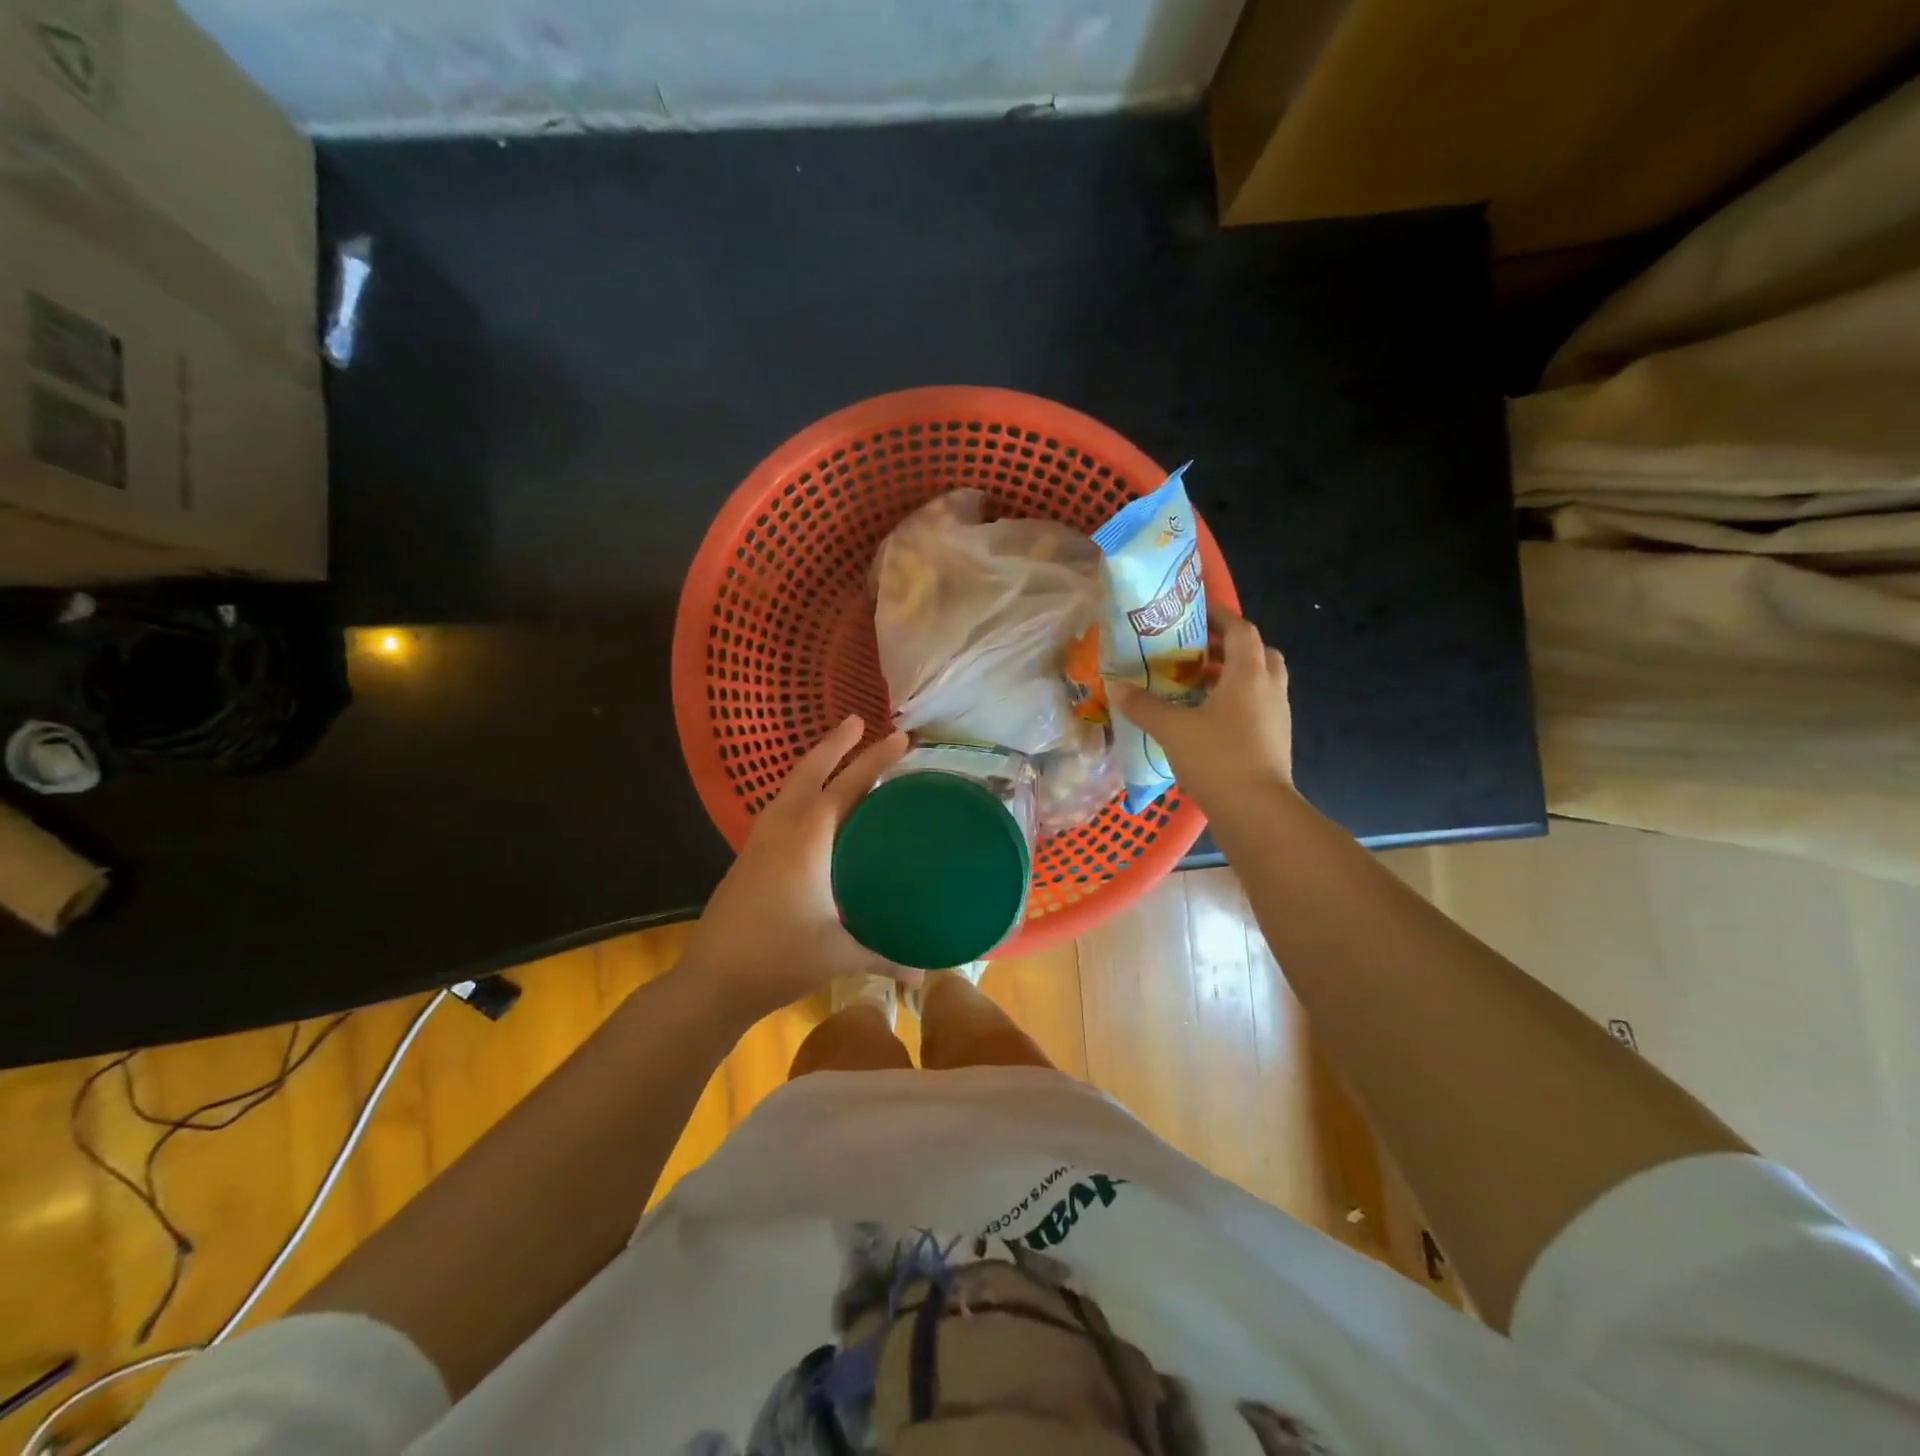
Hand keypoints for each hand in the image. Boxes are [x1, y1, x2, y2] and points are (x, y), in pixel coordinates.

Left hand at [677, 716, 909, 1027]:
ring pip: (789, 788)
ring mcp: (758, 841)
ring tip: (839, 757)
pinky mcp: (748, 857)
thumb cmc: (778, 959)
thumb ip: (886, 957)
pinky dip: (801, 793)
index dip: (875, 760)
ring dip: (814, 765)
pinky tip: (812, 811)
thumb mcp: (839, 955)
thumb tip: (925, 974)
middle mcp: (781, 829)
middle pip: (808, 771)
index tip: (900, 736)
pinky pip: (780, 809)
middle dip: (835, 744)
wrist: (710, 982)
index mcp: (807, 840)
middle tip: (858, 720)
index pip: (847, 786)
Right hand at [1109, 612, 1293, 816]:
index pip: (1241, 629)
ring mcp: (1277, 716)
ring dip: (1233, 676)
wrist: (1257, 812)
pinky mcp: (1275, 741)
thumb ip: (1144, 706)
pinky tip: (1207, 720)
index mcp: (1249, 674)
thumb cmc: (1217, 759)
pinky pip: (1257, 708)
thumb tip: (1116, 688)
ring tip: (1196, 685)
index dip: (1220, 616)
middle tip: (1197, 652)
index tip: (1194, 612)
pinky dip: (1236, 703)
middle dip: (1229, 647)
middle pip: (1258, 653)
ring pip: (1259, 682)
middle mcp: (1269, 688)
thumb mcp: (1172, 729)